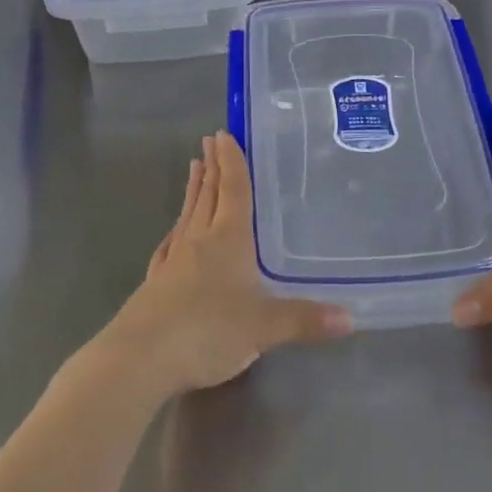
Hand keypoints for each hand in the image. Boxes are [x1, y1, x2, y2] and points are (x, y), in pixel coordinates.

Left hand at [103, 132, 351, 394]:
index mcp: (228, 239)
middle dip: (212, 167)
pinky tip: (173, 233)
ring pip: (187, 215)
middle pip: (207, 195)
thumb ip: (304, 320)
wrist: (141, 357)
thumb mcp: (264, 328)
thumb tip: (350, 318)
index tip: (225, 134)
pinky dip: (175, 231)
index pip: (233, 191)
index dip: (232, 162)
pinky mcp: (156, 283)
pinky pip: (170, 245)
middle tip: (210, 140)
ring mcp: (174, 261)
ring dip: (193, 190)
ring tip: (194, 168)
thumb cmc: (207, 330)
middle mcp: (199, 241)